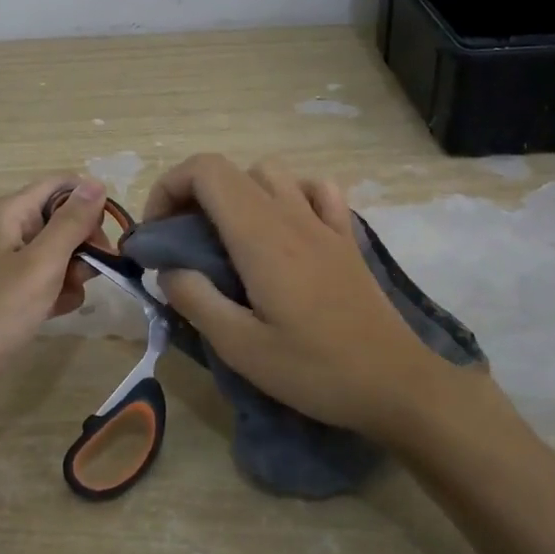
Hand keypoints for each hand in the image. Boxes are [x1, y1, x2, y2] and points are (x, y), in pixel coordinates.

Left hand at [0, 176, 109, 388]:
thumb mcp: (42, 263)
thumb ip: (72, 222)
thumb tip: (96, 183)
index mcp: (11, 211)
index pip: (62, 185)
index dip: (89, 204)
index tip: (105, 237)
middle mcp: (9, 228)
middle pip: (63, 219)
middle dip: (84, 244)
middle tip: (90, 272)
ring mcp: (8, 259)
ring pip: (59, 251)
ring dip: (73, 272)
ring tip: (66, 296)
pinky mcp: (11, 288)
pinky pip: (46, 277)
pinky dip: (57, 291)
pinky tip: (56, 311)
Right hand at [143, 154, 474, 438]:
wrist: (397, 384)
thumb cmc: (316, 370)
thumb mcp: (241, 348)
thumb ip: (196, 301)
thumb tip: (169, 270)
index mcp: (260, 236)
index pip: (206, 171)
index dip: (169, 188)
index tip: (157, 234)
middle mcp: (291, 215)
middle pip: (230, 169)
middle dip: (191, 193)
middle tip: (181, 241)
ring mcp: (324, 223)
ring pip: (270, 173)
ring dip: (237, 192)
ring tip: (226, 236)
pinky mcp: (346, 238)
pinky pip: (316, 189)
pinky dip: (290, 194)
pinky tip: (284, 227)